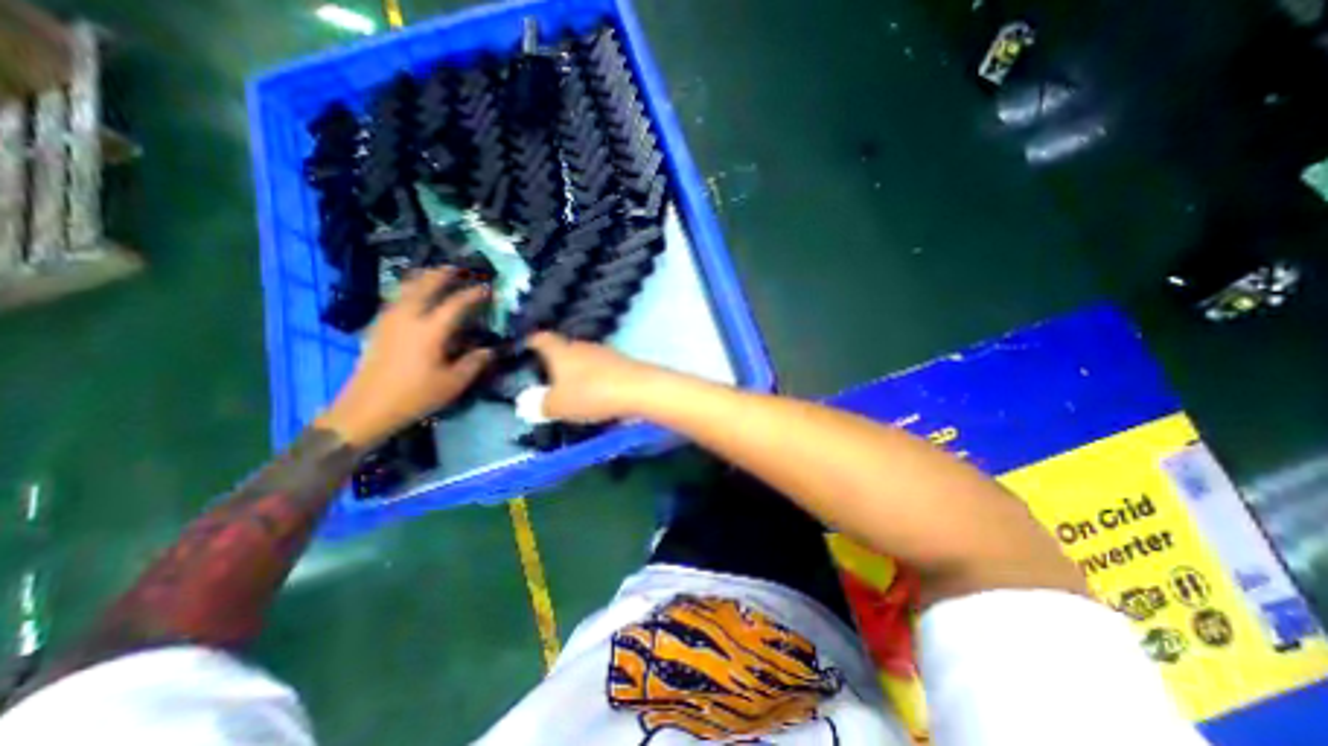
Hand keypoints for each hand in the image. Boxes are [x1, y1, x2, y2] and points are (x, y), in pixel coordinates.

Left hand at [319, 272, 490, 452]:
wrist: (366, 408)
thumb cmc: (415, 396)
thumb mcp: (453, 383)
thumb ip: (474, 363)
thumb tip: (489, 350)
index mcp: (430, 330)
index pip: (457, 303)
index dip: (474, 294)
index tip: (488, 288)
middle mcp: (408, 317)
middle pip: (425, 285)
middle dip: (443, 274)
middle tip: (459, 269)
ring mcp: (389, 319)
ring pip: (406, 288)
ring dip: (423, 278)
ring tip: (436, 275)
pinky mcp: (378, 326)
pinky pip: (396, 298)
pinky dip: (409, 289)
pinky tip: (414, 295)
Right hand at [521, 332, 661, 424]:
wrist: (639, 389)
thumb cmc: (591, 393)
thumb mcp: (557, 406)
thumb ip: (540, 405)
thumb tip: (528, 404)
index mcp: (561, 350)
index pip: (541, 338)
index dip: (531, 342)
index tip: (525, 347)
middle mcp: (581, 346)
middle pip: (563, 348)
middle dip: (555, 362)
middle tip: (546, 378)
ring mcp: (604, 353)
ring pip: (583, 359)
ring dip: (576, 372)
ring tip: (570, 390)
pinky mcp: (621, 363)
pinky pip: (601, 370)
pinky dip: (594, 380)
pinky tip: (595, 395)